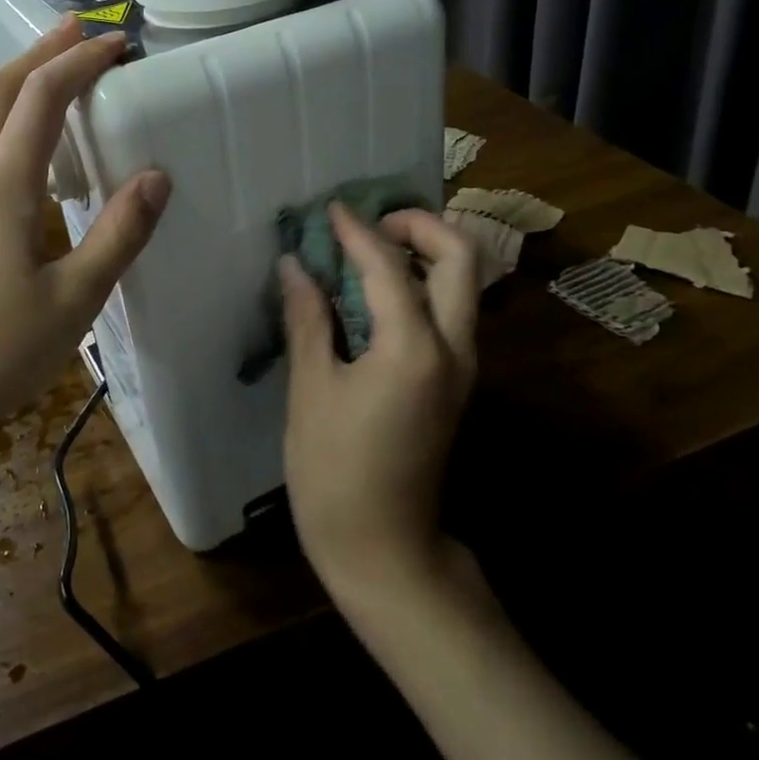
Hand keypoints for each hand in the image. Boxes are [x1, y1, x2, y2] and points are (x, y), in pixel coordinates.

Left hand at [0, 16, 168, 443]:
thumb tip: (156, 176)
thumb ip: (118, 235)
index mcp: (2, 186)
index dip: (80, 61)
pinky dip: (11, 124)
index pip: (42, 97)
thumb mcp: (74, 299)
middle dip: (41, 52)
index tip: (120, 43)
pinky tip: (32, 153)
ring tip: (59, 75)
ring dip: (22, 85)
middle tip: (79, 28)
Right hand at [280, 206, 478, 606]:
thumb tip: (295, 266)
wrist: (385, 550)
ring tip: (369, 249)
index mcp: (415, 348)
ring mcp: (462, 367)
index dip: (358, 231)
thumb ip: (308, 319)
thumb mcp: (311, 390)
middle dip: (420, 226)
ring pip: (463, 284)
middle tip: (371, 223)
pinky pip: (450, 311)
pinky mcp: (454, 382)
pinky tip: (376, 292)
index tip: (332, 209)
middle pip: (462, 258)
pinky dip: (421, 284)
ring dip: (425, 252)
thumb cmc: (335, 473)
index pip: (390, 265)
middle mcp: (454, 348)